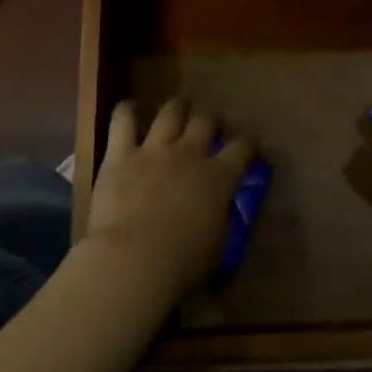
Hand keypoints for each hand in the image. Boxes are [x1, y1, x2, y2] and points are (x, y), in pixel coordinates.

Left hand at [82, 97, 253, 301]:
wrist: (134, 259)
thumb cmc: (182, 264)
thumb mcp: (217, 245)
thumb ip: (219, 219)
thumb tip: (218, 211)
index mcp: (219, 178)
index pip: (242, 148)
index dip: (249, 144)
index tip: (250, 146)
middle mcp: (190, 154)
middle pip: (206, 121)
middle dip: (211, 119)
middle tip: (210, 125)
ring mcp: (155, 150)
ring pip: (170, 112)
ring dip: (177, 107)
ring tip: (178, 107)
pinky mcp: (121, 154)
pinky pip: (123, 121)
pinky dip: (126, 111)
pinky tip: (129, 108)